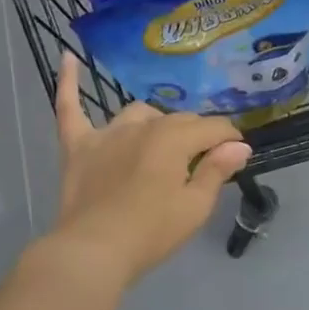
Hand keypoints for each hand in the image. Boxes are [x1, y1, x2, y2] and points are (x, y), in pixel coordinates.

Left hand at [47, 53, 251, 286]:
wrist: (93, 251)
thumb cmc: (151, 233)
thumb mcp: (195, 207)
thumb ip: (217, 170)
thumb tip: (239, 145)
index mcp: (174, 139)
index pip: (213, 128)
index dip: (230, 140)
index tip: (236, 154)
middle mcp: (143, 126)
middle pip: (179, 120)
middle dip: (197, 135)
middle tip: (203, 161)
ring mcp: (107, 133)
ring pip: (139, 114)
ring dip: (155, 124)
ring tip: (161, 144)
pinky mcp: (78, 145)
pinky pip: (70, 106)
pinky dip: (69, 82)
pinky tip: (68, 57)